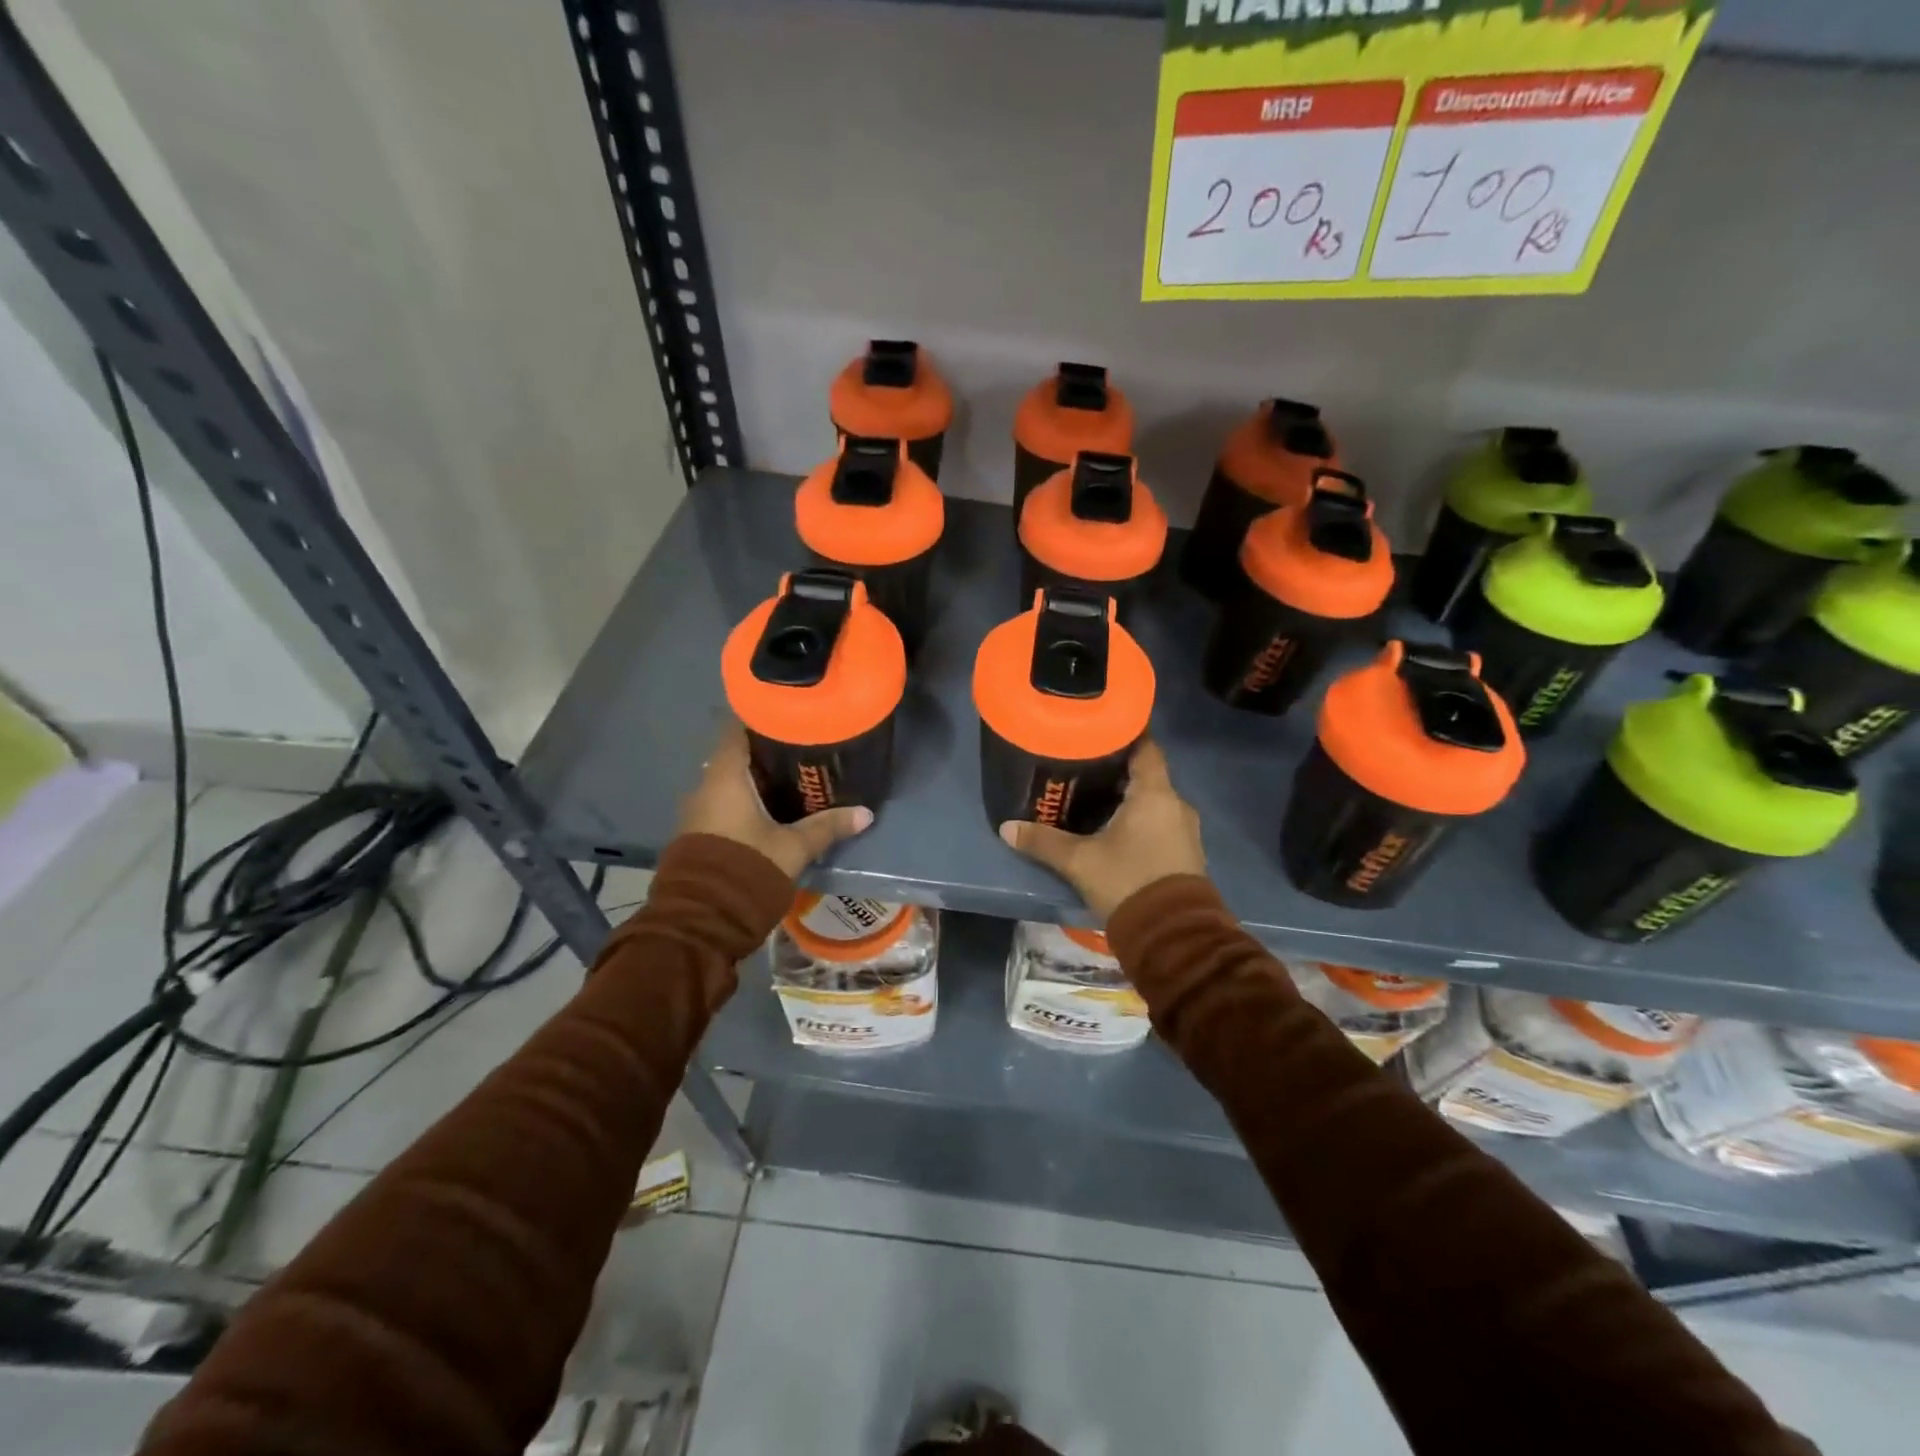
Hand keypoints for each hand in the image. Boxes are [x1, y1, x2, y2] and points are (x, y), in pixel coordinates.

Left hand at [677, 724, 872, 877]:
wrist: (701, 920)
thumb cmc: (747, 868)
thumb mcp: (794, 847)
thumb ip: (827, 827)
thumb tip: (866, 813)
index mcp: (725, 777)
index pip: (737, 729)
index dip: (760, 716)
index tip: (787, 712)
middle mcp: (705, 786)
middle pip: (735, 754)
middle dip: (765, 750)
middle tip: (801, 746)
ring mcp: (697, 810)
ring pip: (729, 781)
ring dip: (755, 778)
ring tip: (792, 776)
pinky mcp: (698, 833)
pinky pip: (723, 802)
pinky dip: (744, 799)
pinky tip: (771, 808)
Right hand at [1000, 738, 1205, 919]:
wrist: (1172, 936)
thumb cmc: (1127, 882)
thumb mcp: (1079, 861)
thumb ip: (1044, 841)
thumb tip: (1006, 828)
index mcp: (1154, 793)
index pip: (1145, 747)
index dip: (1124, 734)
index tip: (1099, 729)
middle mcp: (1176, 804)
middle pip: (1147, 774)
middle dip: (1118, 770)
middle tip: (1084, 767)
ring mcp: (1185, 830)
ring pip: (1154, 801)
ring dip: (1130, 798)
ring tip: (1095, 797)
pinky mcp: (1186, 853)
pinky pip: (1161, 823)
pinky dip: (1140, 819)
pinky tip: (1115, 829)